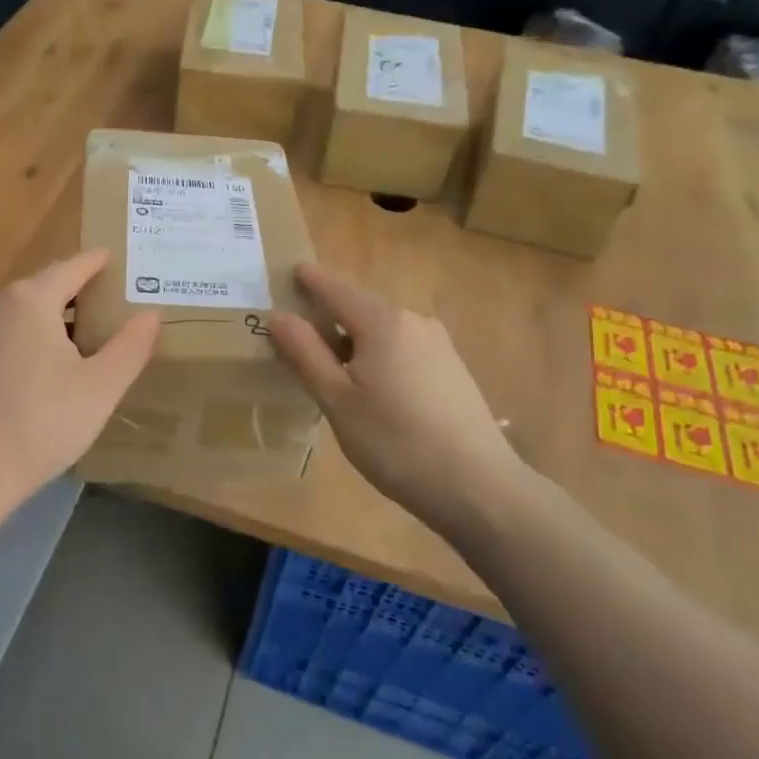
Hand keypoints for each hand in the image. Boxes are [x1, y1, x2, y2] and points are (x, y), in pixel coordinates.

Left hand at [0, 249, 159, 508]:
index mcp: (31, 301)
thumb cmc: (40, 423)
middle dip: (74, 289)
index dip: (95, 262)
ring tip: (79, 334)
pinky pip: (2, 335)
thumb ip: (130, 346)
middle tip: (106, 298)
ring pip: (20, 313)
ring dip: (49, 316)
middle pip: (43, 287)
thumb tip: (151, 314)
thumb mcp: (100, 387)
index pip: (71, 267)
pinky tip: (40, 370)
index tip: (112, 256)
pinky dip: (26, 338)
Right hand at [267, 263, 525, 531]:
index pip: (336, 288)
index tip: (289, 272)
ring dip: (353, 338)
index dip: (310, 280)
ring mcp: (438, 344)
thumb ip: (305, 353)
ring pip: (383, 329)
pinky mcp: (452, 368)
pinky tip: (370, 387)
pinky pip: (403, 347)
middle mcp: (413, 321)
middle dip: (328, 314)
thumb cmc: (396, 442)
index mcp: (382, 322)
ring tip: (328, 366)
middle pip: (360, 307)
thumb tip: (279, 315)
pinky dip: (378, 354)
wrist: (478, 487)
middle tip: (296, 333)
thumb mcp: (337, 401)